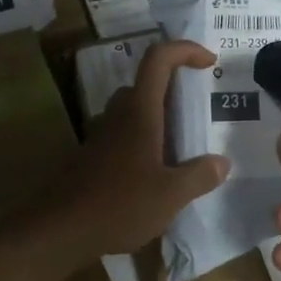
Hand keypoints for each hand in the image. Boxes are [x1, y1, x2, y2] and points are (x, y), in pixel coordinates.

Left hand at [39, 40, 230, 261]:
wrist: (58, 230)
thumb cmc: (118, 205)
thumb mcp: (170, 196)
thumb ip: (199, 176)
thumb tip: (222, 162)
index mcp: (140, 112)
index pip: (159, 59)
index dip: (185, 50)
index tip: (210, 62)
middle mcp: (118, 114)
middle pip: (146, 84)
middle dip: (175, 90)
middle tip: (199, 112)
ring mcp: (100, 134)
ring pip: (132, 110)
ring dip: (158, 117)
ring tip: (182, 146)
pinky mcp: (91, 155)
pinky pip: (122, 134)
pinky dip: (143, 141)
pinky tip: (155, 173)